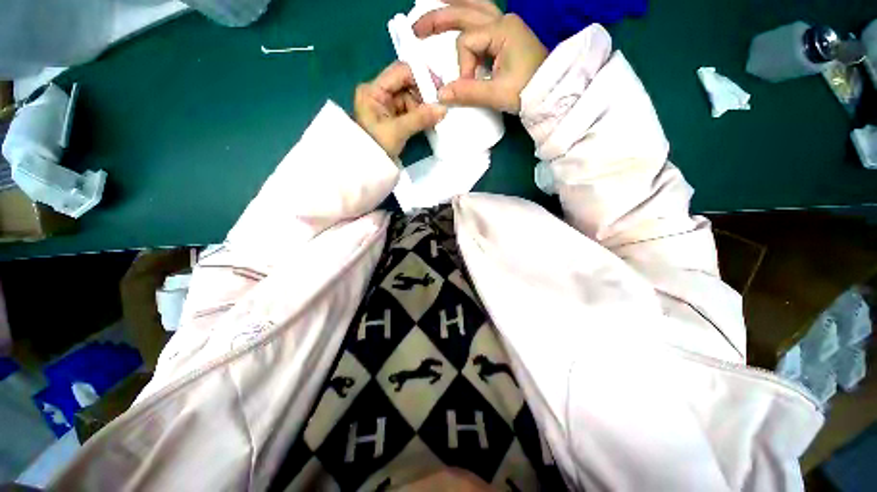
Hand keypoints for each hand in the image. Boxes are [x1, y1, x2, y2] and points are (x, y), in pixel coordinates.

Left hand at [355, 61, 446, 157]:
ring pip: (410, 98)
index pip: (400, 72)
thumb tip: (443, 109)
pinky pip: (409, 110)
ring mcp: (385, 105)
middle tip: (439, 105)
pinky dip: (420, 115)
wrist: (368, 168)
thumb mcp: (398, 132)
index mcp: (373, 90)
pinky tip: (429, 120)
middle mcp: (378, 92)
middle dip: (423, 94)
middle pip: (406, 84)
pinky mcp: (392, 116)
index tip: (439, 89)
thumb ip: (420, 118)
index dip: (421, 76)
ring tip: (434, 117)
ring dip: (423, 107)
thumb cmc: (377, 148)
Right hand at [413, 0, 547, 112]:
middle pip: (464, 12)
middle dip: (438, 19)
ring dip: (452, 8)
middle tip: (417, 29)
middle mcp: (502, 20)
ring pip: (474, 8)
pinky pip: (482, 18)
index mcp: (501, 30)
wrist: (552, 91)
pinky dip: (467, 14)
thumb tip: (441, 94)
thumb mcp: (497, 94)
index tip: (469, 86)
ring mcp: (505, 25)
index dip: (462, 67)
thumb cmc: (528, 91)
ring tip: (433, 5)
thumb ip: (468, 93)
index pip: (466, 43)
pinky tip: (458, 12)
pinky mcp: (506, 34)